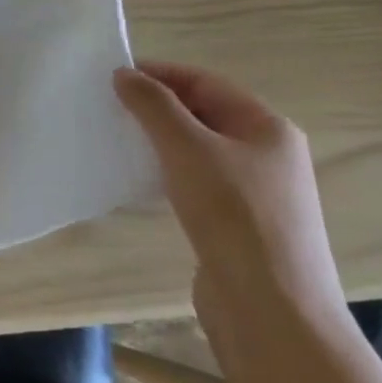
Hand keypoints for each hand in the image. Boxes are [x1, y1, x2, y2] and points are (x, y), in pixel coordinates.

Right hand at [113, 61, 346, 330]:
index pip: (206, 82)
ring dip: (160, 139)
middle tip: (110, 106)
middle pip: (205, 113)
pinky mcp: (240, 223)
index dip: (160, 73)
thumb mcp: (187, 148)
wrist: (271, 309)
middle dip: (158, 106)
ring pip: (200, 148)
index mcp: (268, 128)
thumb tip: (124, 74)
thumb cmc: (233, 215)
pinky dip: (169, 170)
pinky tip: (142, 179)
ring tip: (119, 138)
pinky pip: (198, 180)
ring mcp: (257, 191)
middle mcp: (269, 154)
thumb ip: (153, 106)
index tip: (113, 75)